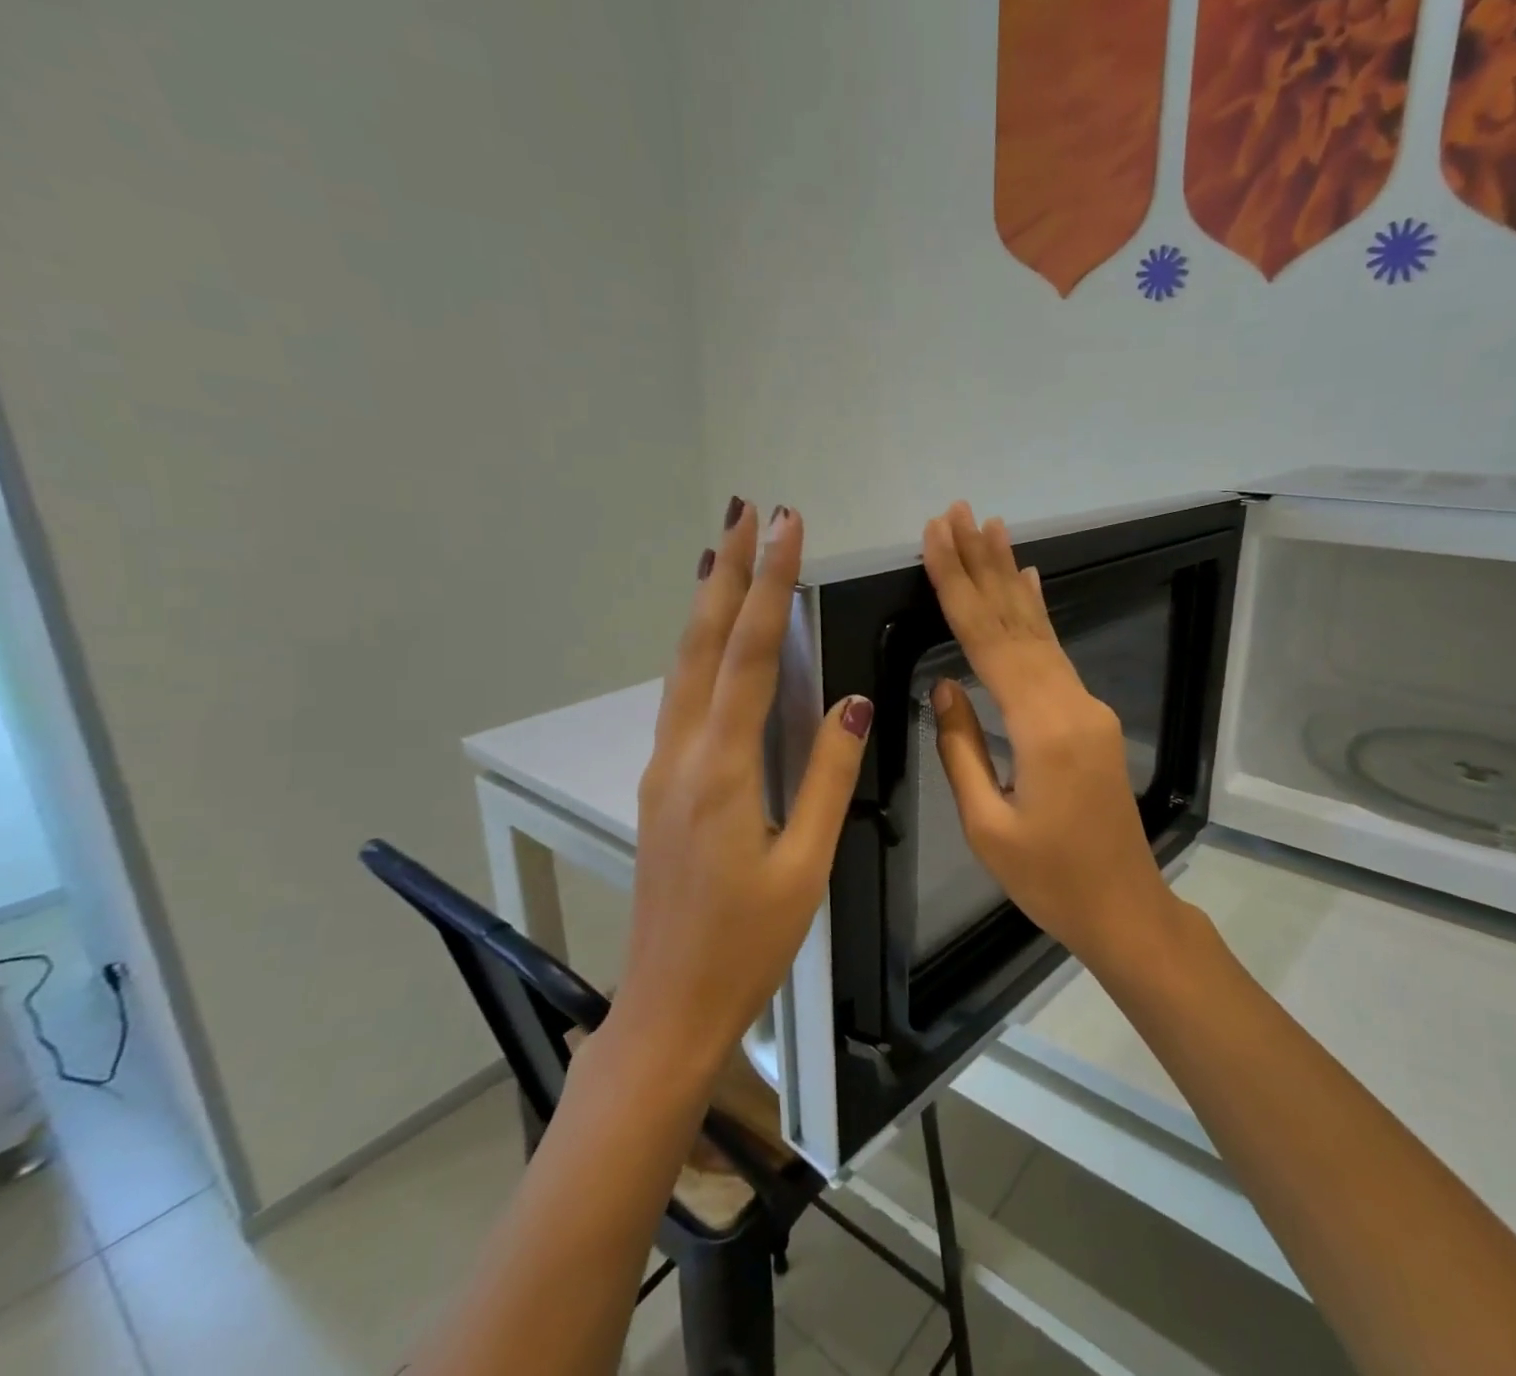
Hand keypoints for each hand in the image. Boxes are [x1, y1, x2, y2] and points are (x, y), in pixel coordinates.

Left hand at [616, 499, 872, 1070]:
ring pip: (683, 666)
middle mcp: (680, 755)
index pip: (746, 655)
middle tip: (744, 511)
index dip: (768, 586)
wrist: (669, 1004)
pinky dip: (699, 649)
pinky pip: (681, 696)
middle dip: (726, 571)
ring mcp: (663, 768)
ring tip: (727, 552)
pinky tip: (713, 637)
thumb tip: (853, 701)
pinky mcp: (662, 784)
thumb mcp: (805, 863)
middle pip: (701, 643)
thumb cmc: (748, 943)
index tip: (786, 527)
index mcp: (720, 770)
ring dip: (707, 604)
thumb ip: (826, 775)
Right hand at [920, 502, 1175, 969]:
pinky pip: (1056, 653)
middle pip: (1017, 622)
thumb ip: (962, 747)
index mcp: (1042, 730)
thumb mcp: (988, 826)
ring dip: (1010, 577)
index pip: (988, 642)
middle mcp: (1071, 703)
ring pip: (1040, 630)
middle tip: (957, 511)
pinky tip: (1030, 582)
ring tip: (990, 527)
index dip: (958, 586)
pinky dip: (1038, 613)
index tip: (935, 537)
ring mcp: (1087, 707)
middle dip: (982, 564)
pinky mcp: (1090, 718)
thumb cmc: (1050, 881)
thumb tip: (945, 684)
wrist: (1126, 908)